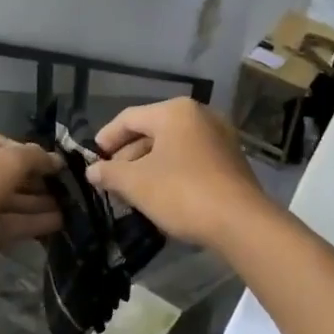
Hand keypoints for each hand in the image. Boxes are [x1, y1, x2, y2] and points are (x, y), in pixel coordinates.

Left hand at [0, 133, 61, 278]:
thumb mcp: (6, 163)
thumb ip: (34, 157)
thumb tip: (55, 159)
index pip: (0, 143)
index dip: (29, 152)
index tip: (54, 164)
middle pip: (4, 174)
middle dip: (35, 181)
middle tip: (65, 189)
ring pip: (6, 201)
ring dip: (35, 204)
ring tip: (68, 208)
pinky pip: (4, 223)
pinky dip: (28, 222)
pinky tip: (56, 224)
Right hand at [86, 98, 272, 249]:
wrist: (240, 222)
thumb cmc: (182, 192)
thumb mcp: (136, 183)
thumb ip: (109, 173)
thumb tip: (92, 171)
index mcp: (175, 111)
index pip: (129, 118)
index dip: (106, 138)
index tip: (92, 159)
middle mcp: (200, 115)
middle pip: (152, 131)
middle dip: (128, 156)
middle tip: (110, 181)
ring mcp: (219, 137)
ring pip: (172, 147)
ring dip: (148, 166)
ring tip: (131, 192)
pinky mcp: (231, 160)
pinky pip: (191, 158)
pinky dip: (171, 171)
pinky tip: (160, 194)